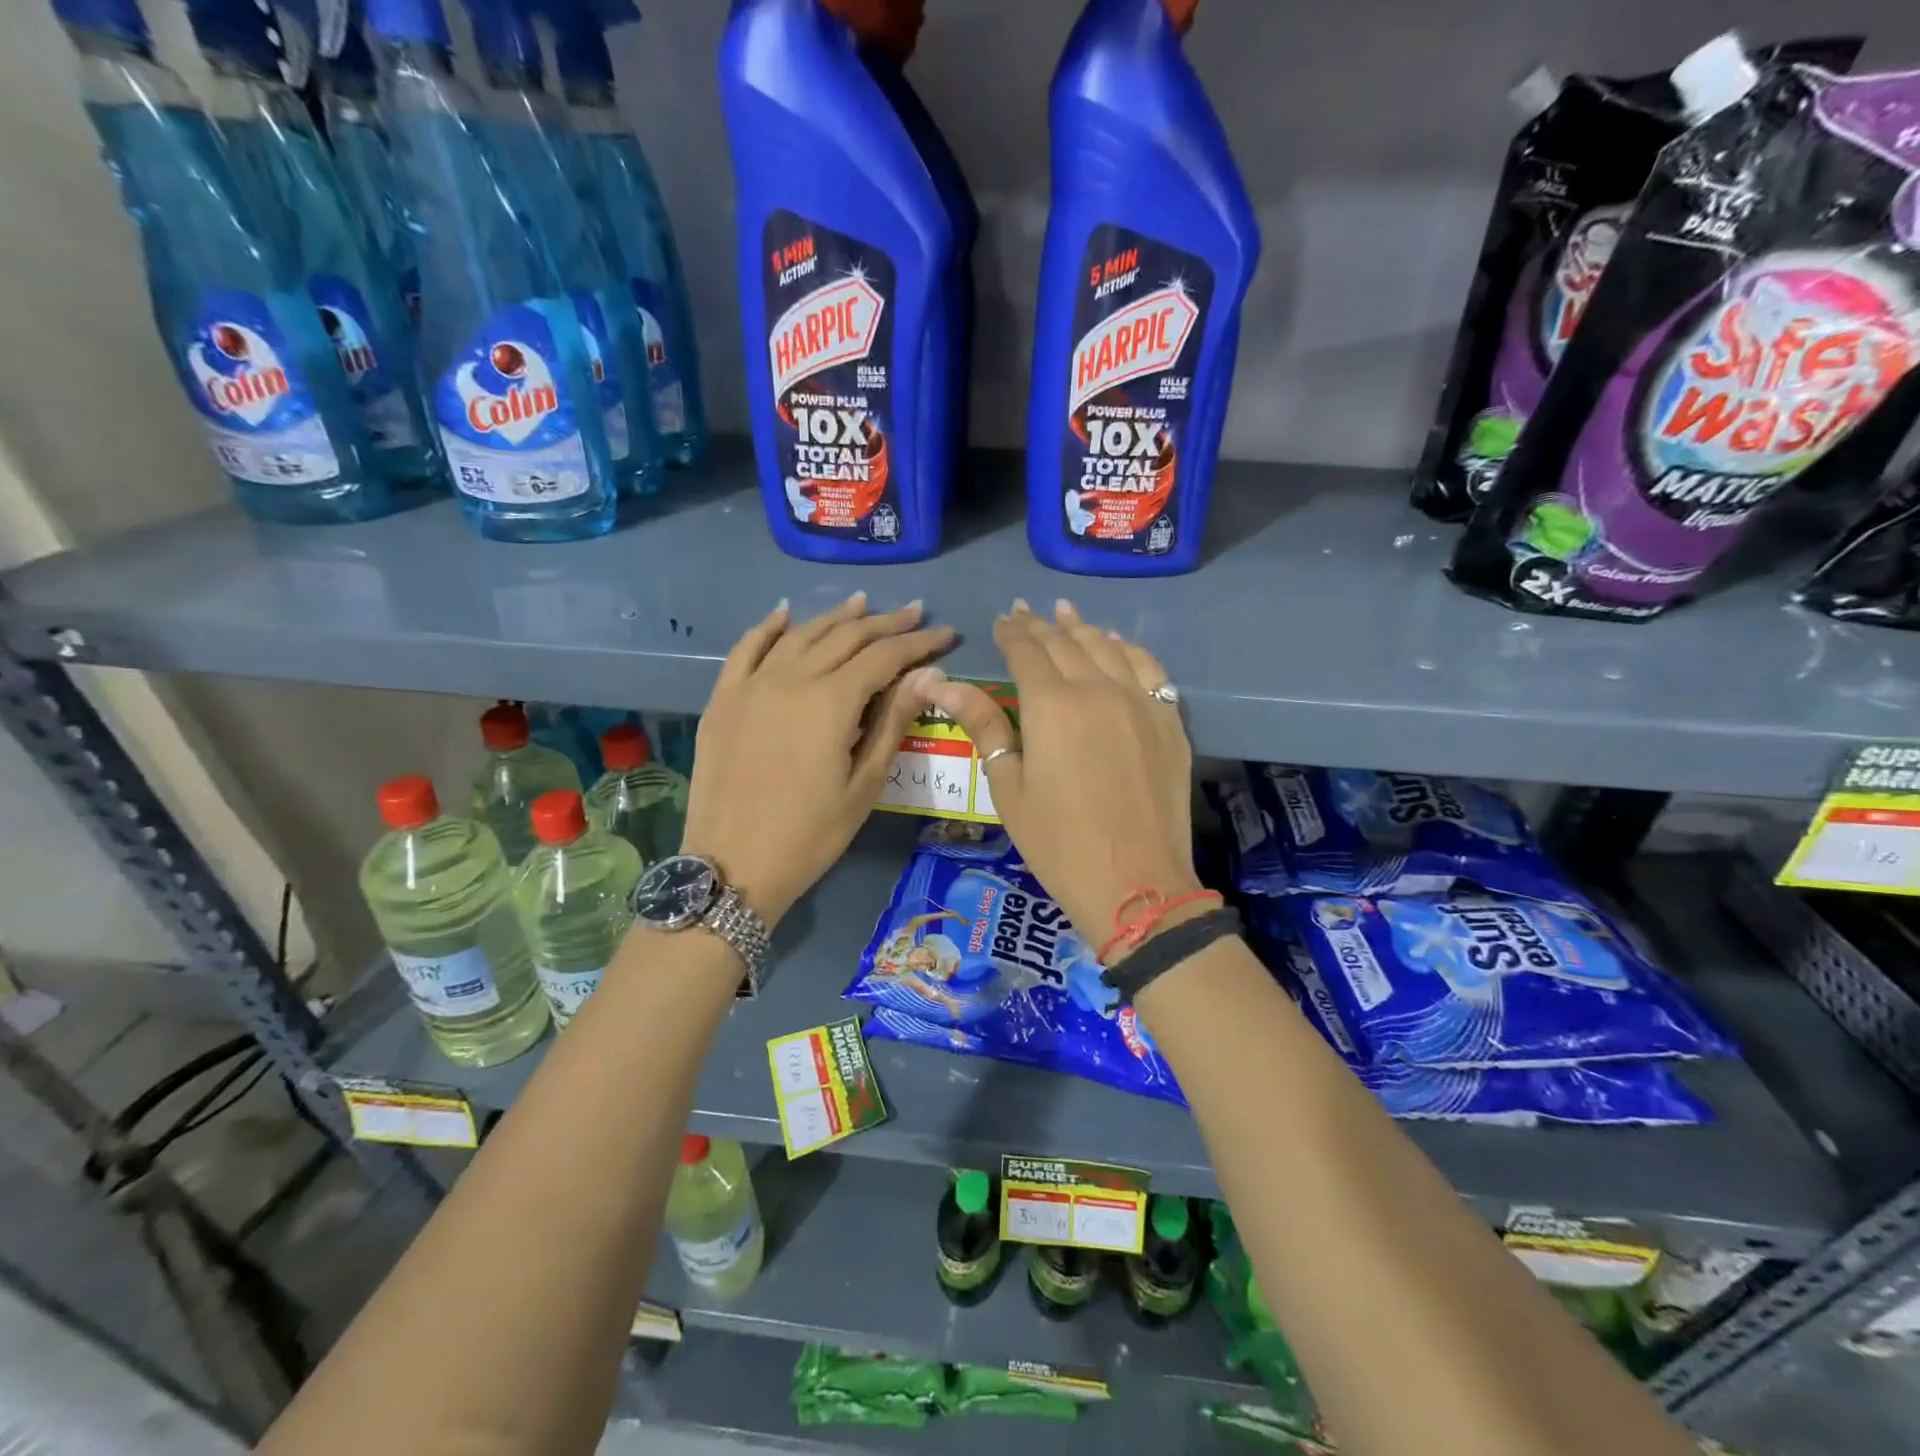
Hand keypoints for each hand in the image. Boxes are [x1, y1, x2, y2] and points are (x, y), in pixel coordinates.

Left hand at [682, 593, 951, 924]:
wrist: (733, 865)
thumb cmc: (811, 834)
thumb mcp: (864, 784)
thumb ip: (894, 722)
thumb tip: (929, 675)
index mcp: (831, 701)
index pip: (885, 657)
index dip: (919, 643)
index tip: (946, 633)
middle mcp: (791, 679)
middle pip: (845, 637)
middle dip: (885, 623)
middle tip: (915, 614)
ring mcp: (752, 685)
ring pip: (800, 635)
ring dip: (835, 618)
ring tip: (863, 604)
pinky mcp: (724, 699)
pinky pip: (746, 649)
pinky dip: (768, 627)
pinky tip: (784, 614)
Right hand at [922, 600, 1201, 948]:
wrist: (1136, 884)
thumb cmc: (1059, 843)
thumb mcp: (1009, 788)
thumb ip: (984, 726)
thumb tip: (940, 683)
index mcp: (1052, 706)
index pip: (1027, 652)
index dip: (1011, 634)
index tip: (1001, 621)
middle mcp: (1099, 689)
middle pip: (1066, 643)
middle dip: (1041, 626)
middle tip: (1024, 612)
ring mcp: (1141, 701)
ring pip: (1108, 648)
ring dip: (1082, 628)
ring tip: (1065, 614)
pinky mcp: (1169, 720)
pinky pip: (1148, 667)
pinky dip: (1128, 649)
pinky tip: (1117, 644)